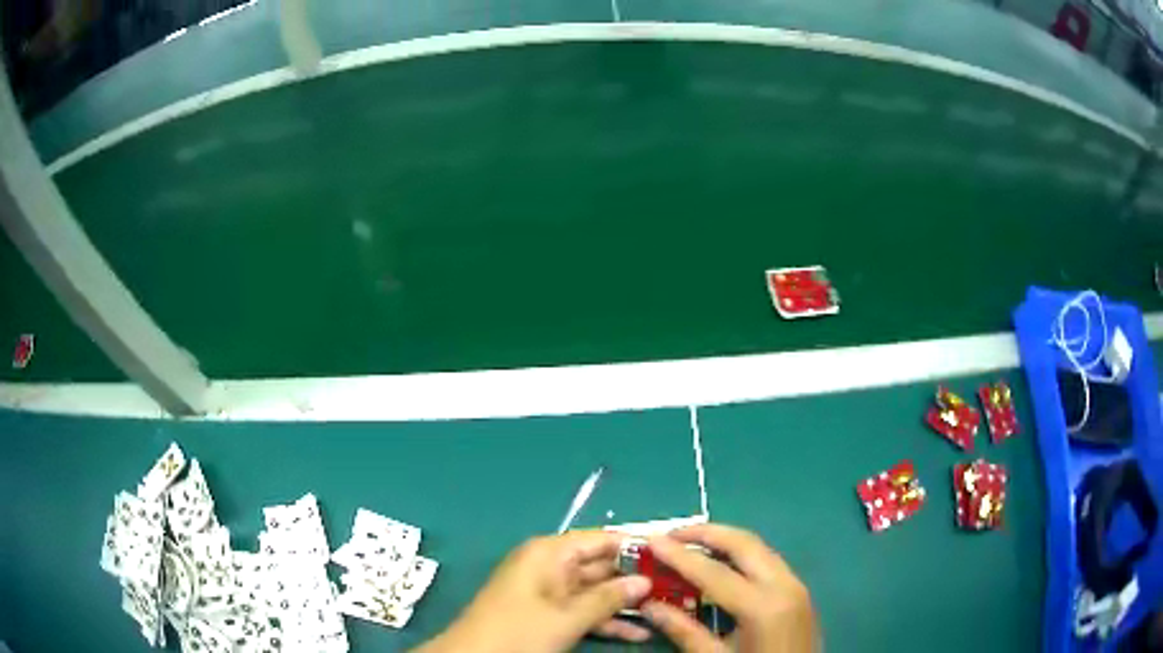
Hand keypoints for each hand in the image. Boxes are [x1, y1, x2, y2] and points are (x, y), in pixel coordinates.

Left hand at [414, 531, 652, 652]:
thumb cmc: (519, 630)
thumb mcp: (567, 617)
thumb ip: (607, 598)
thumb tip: (645, 582)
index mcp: (549, 554)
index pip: (600, 540)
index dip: (635, 546)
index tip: (670, 555)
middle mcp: (550, 566)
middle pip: (601, 566)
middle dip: (635, 580)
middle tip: (675, 588)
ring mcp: (548, 592)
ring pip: (595, 592)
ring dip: (625, 605)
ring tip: (665, 612)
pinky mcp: (547, 614)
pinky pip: (583, 610)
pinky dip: (606, 620)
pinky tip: (638, 633)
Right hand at [643, 524, 817, 651]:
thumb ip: (683, 631)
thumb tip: (647, 605)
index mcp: (763, 606)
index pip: (714, 572)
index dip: (679, 555)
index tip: (651, 540)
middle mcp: (784, 585)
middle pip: (743, 544)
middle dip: (706, 533)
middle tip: (671, 534)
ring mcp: (796, 585)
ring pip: (758, 547)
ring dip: (724, 541)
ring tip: (690, 544)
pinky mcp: (799, 590)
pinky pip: (768, 560)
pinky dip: (741, 555)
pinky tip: (719, 564)